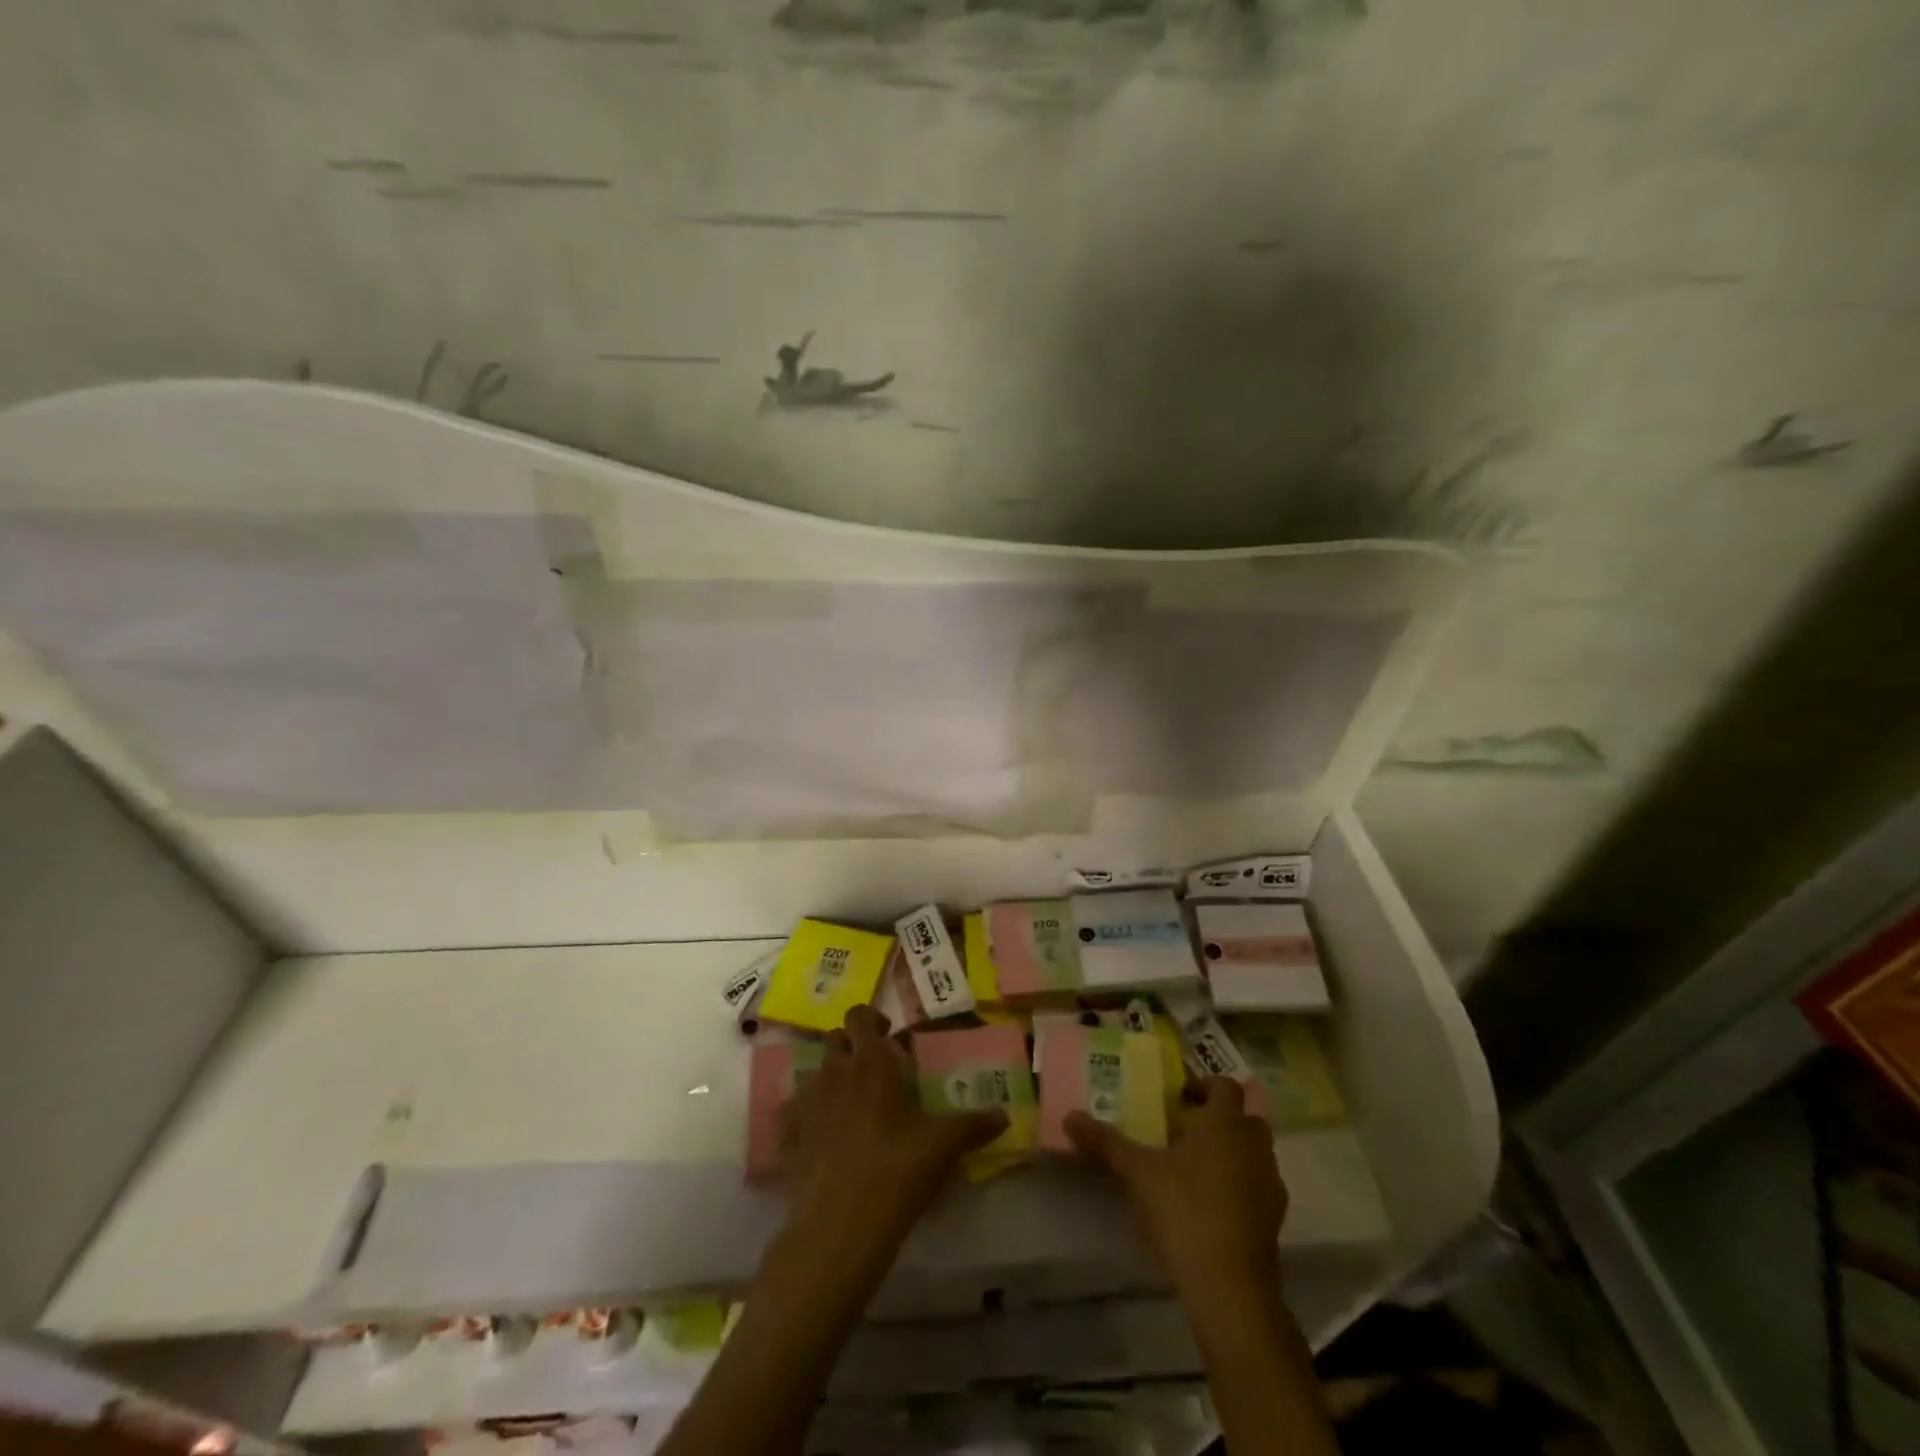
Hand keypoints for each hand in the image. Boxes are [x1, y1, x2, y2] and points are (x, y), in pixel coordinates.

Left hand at [780, 1005, 1006, 1240]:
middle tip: (875, 1070)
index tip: (889, 1038)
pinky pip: (797, 1110)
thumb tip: (1003, 1116)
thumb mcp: (942, 1147)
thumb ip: (972, 1126)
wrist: (839, 1226)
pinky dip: (810, 1114)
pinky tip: (827, 1138)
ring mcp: (808, 1102)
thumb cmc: (897, 1171)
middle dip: (851, 1045)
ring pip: (817, 1071)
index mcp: (871, 1063)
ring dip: (833, 1077)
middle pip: (835, 1038)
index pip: (859, 1015)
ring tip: (854, 1105)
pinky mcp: (791, 1135)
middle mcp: (835, 1072)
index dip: (871, 1019)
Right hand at [1066, 1077, 1286, 1299]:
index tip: (1177, 1100)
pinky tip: (1209, 1205)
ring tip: (1192, 1169)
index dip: (1203, 1086)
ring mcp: (1270, 1182)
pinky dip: (1239, 1185)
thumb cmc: (1184, 1209)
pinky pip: (1257, 1186)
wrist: (1230, 1285)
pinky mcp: (1275, 1219)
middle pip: (1243, 1117)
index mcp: (1224, 1122)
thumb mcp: (1137, 1172)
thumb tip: (1069, 1116)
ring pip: (1253, 1152)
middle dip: (1217, 1119)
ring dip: (1230, 1151)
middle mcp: (1253, 1144)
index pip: (1224, 1085)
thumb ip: (1105, 1142)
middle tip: (1182, 1132)